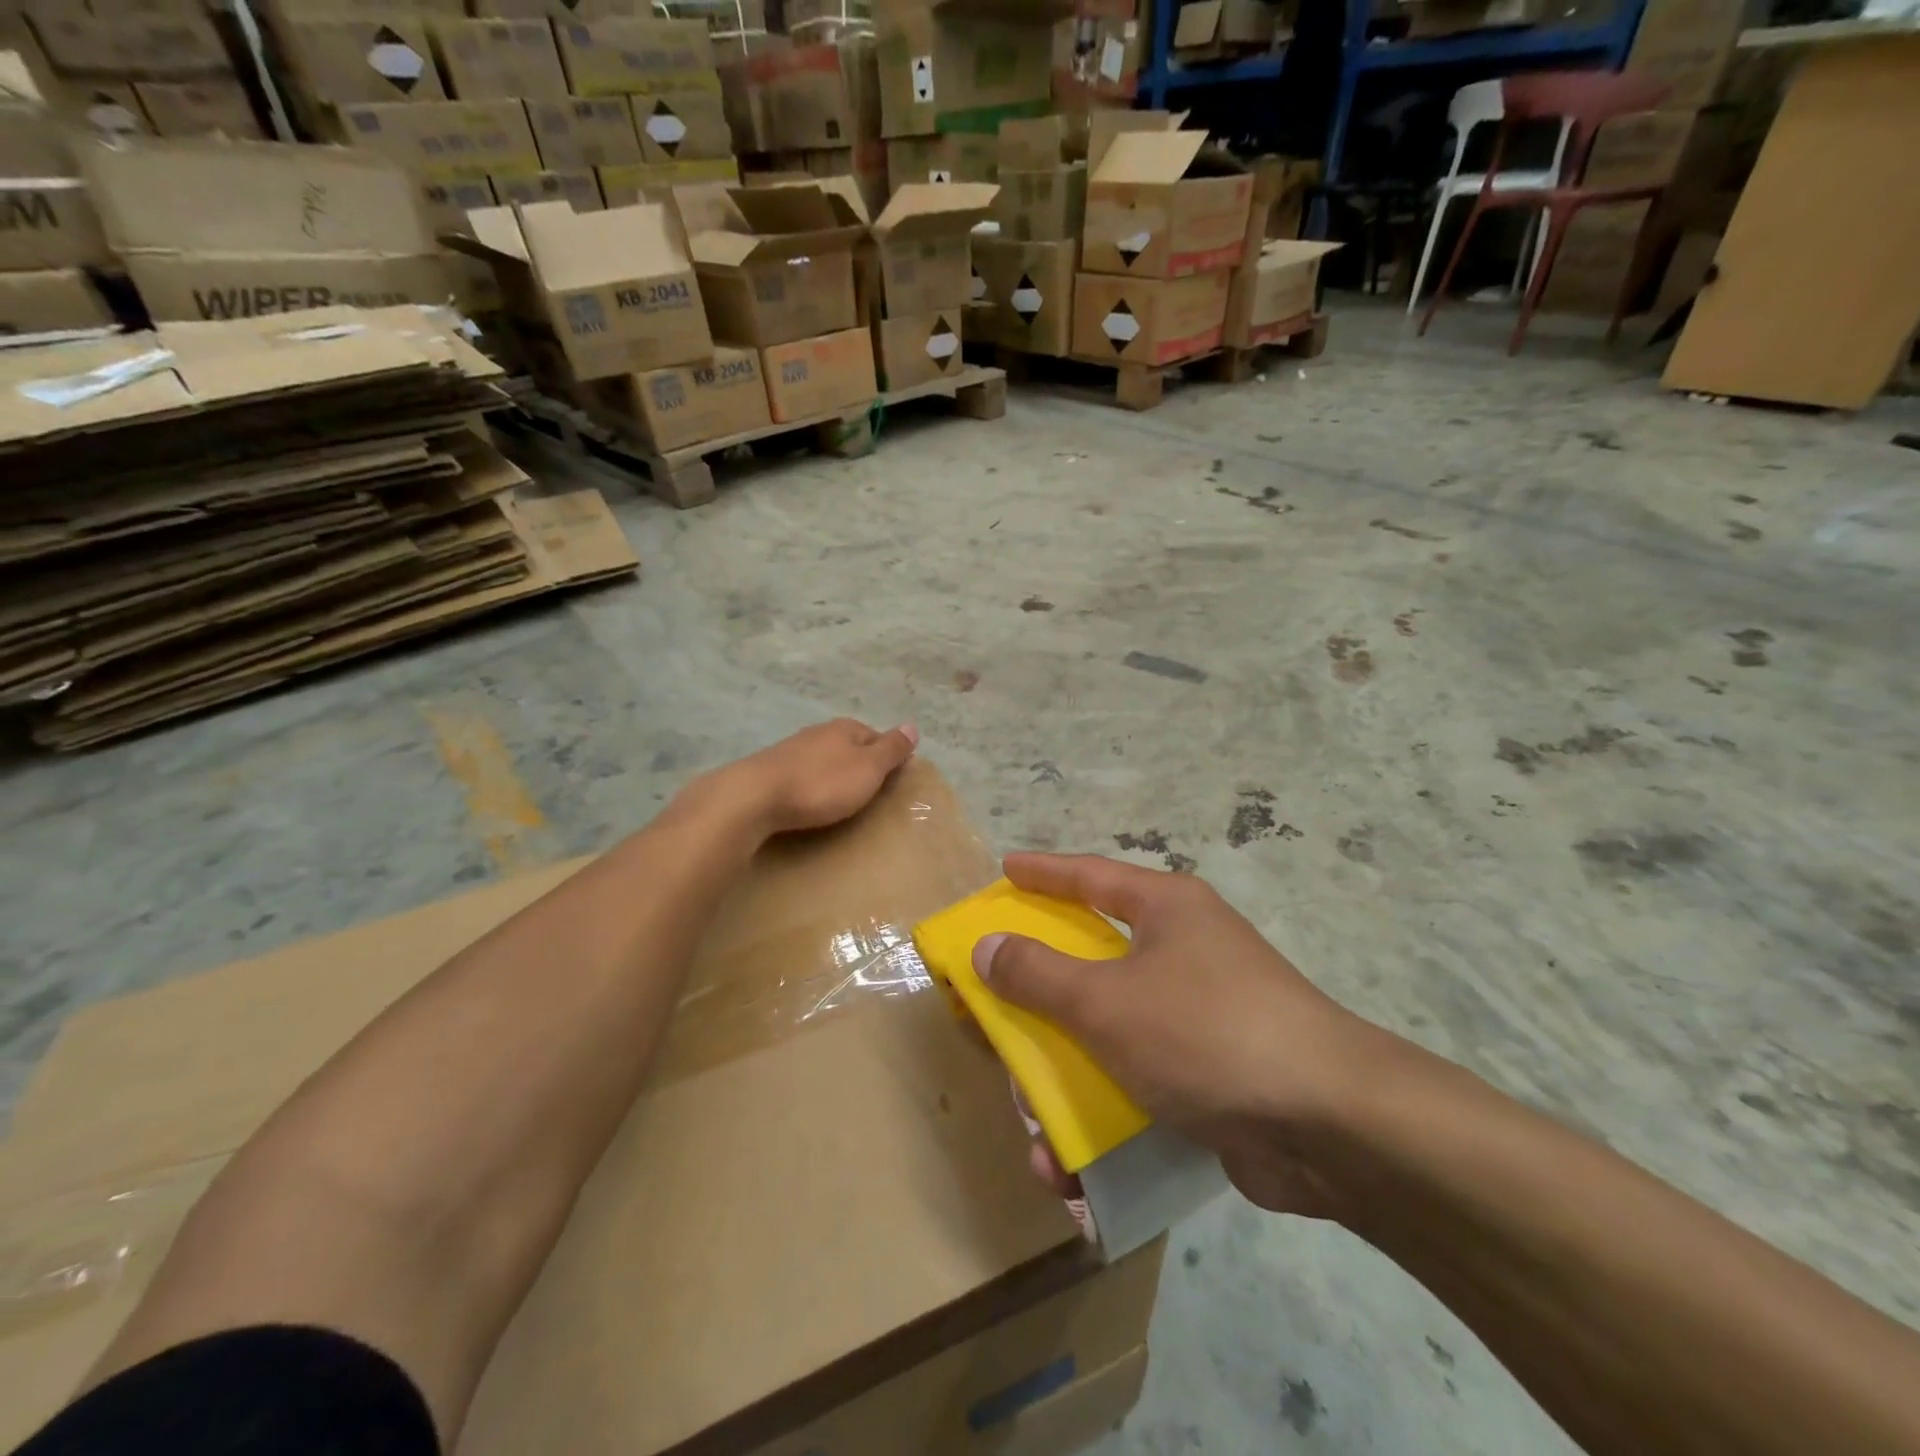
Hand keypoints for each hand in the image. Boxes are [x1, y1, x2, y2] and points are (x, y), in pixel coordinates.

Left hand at [717, 718, 918, 836]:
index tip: (894, 781)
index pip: (877, 737)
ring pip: (824, 760)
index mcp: (845, 728)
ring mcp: (792, 750)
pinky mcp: (771, 770)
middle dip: (860, 766)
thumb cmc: (822, 784)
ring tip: (840, 800)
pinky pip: (802, 775)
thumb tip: (913, 726)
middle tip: (869, 794)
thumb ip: (891, 749)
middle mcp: (819, 732)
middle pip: (849, 746)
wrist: (755, 797)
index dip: (888, 757)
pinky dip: (812, 786)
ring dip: (834, 775)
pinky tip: (810, 800)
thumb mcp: (868, 768)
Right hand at [974, 853, 1396, 1218]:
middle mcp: (1182, 951)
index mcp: (1165, 910)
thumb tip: (987, 946)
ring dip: (1064, 1079)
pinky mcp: (1209, 1073)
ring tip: (1034, 1126)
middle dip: (1039, 1001)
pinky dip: (1103, 1115)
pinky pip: (1136, 1081)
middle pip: (1090, 962)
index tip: (1005, 869)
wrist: (1331, 1126)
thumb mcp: (1106, 1000)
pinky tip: (1071, 1168)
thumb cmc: (1206, 1031)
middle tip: (996, 1017)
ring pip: (1107, 1032)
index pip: (1090, 876)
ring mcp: (1197, 1014)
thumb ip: (1038, 974)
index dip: (1042, 872)